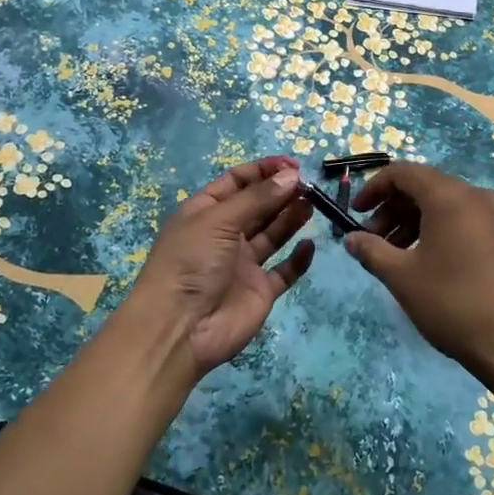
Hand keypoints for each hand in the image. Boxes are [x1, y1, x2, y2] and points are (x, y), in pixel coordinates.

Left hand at [120, 156, 314, 378]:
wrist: (180, 329)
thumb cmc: (191, 262)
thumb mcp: (219, 220)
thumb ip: (258, 198)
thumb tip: (292, 175)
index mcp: (206, 212)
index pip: (237, 182)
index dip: (263, 171)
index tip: (292, 165)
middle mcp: (225, 235)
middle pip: (258, 205)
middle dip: (282, 192)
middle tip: (310, 184)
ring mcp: (243, 264)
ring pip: (273, 233)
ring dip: (292, 217)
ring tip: (313, 203)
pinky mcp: (260, 290)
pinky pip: (284, 271)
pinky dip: (298, 258)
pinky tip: (310, 245)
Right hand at [346, 163, 493, 384]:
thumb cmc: (453, 304)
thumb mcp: (402, 277)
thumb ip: (371, 251)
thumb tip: (351, 239)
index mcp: (450, 197)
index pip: (404, 172)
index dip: (375, 188)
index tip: (356, 213)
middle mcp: (478, 196)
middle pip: (426, 187)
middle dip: (394, 209)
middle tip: (373, 240)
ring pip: (447, 205)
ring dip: (416, 221)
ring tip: (397, 255)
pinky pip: (467, 220)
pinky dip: (441, 230)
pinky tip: (430, 262)